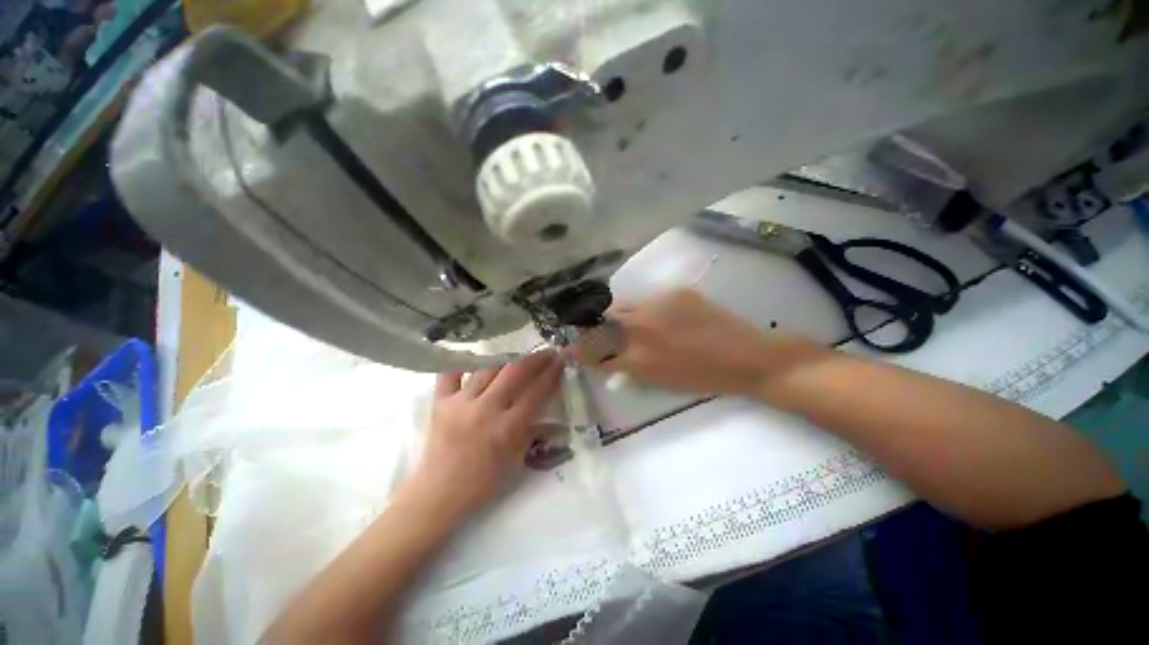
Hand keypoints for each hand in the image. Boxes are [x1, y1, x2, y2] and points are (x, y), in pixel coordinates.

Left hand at [409, 351, 562, 516]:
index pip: (536, 392)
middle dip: (535, 359)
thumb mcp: (517, 460)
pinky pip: (450, 374)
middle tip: (547, 351)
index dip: (551, 373)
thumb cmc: (484, 482)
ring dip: (507, 358)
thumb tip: (552, 415)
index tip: (560, 360)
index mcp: (508, 428)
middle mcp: (486, 409)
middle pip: (515, 373)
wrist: (439, 493)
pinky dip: (462, 363)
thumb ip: (533, 432)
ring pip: (488, 368)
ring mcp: (461, 403)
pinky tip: (473, 357)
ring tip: (518, 355)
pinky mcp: (440, 402)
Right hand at [575, 289, 806, 395]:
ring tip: (627, 323)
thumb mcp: (657, 380)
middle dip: (591, 325)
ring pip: (623, 306)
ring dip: (617, 315)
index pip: (594, 351)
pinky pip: (648, 299)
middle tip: (591, 328)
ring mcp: (658, 305)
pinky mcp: (675, 292)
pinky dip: (645, 309)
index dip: (578, 349)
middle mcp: (640, 328)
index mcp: (636, 358)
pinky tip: (660, 317)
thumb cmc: (701, 378)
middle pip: (601, 320)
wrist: (747, 358)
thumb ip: (627, 366)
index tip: (570, 346)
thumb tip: (607, 357)